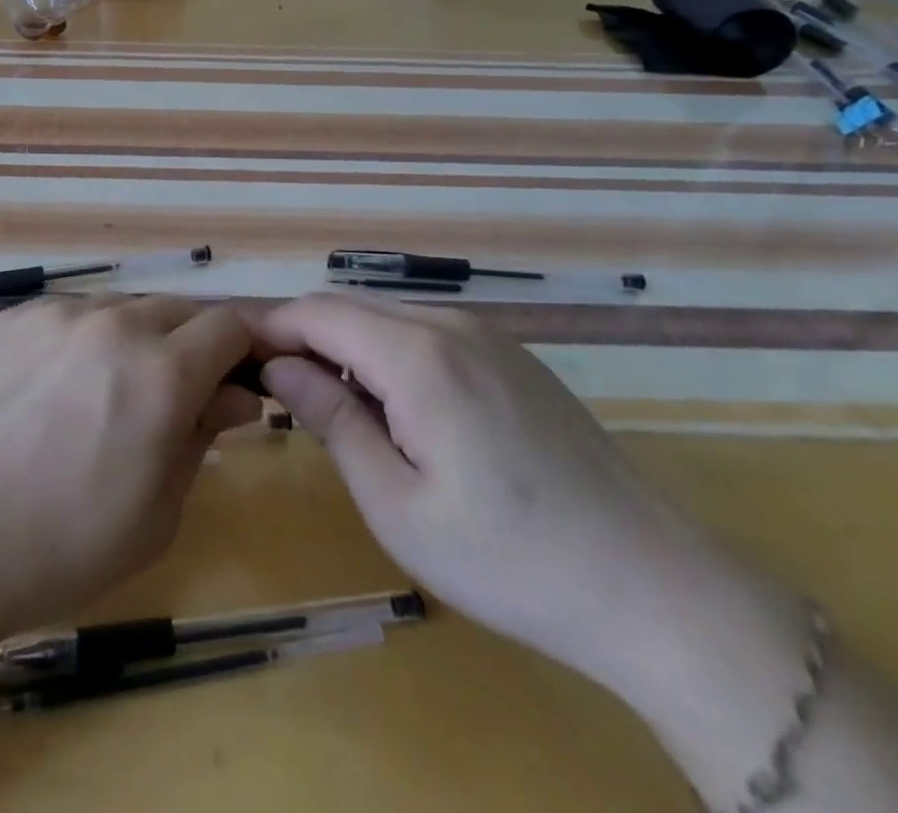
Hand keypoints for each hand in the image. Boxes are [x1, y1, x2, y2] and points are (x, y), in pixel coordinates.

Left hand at [0, 295, 261, 648]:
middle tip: (177, 394)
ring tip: (105, 394)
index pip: (230, 326)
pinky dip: (82, 340)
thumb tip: (236, 396)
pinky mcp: (11, 317)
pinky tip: (53, 388)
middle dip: (193, 344)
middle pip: (179, 309)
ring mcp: (55, 313)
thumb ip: (202, 439)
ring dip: (135, 340)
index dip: (244, 349)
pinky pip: (68, 315)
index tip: (239, 380)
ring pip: (121, 309)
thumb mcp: (155, 514)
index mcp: (160, 373)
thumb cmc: (58, 548)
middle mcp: (112, 324)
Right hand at [251, 295, 807, 723]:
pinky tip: (399, 411)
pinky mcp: (513, 355)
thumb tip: (278, 366)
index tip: (241, 363)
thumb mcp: (396, 504)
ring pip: (387, 318)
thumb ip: (331, 419)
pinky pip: (427, 333)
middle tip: (279, 392)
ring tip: (334, 408)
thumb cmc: (509, 559)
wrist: (656, 589)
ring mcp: (489, 335)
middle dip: (305, 338)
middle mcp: (451, 324)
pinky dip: (390, 354)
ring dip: (347, 348)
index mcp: (418, 356)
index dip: (271, 329)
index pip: (317, 312)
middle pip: (349, 307)